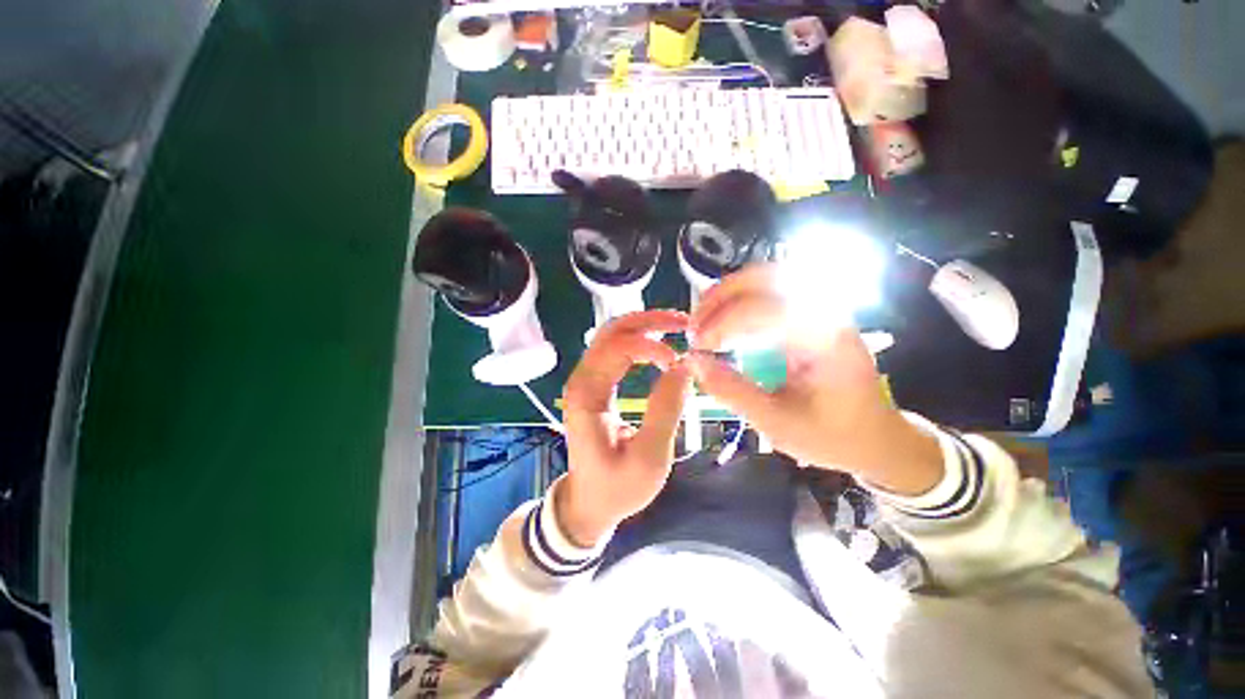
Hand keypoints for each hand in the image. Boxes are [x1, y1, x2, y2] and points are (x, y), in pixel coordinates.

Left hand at [558, 310, 692, 547]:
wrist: (589, 503)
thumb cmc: (617, 488)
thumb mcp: (648, 458)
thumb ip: (665, 410)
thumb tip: (685, 366)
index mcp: (586, 396)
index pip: (616, 349)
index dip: (650, 346)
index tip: (679, 360)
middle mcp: (582, 380)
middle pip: (611, 332)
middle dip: (647, 321)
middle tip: (682, 322)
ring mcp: (587, 381)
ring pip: (613, 337)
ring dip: (644, 326)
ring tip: (676, 326)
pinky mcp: (597, 386)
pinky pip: (616, 352)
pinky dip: (640, 341)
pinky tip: (661, 343)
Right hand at [687, 264, 942, 495]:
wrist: (876, 437)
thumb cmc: (832, 436)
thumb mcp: (777, 424)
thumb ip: (732, 391)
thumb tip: (694, 362)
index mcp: (826, 340)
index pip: (766, 310)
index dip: (723, 323)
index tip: (698, 347)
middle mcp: (827, 313)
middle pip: (769, 277)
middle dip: (722, 296)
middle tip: (695, 323)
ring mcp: (821, 309)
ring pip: (769, 277)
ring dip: (729, 293)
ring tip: (704, 317)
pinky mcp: (811, 314)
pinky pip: (771, 291)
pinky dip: (741, 299)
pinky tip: (724, 316)